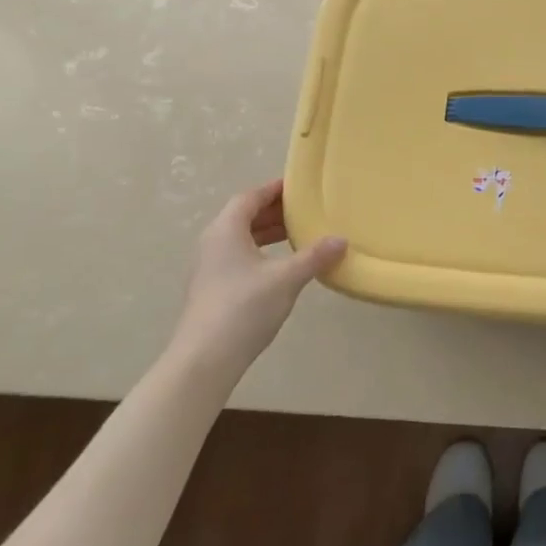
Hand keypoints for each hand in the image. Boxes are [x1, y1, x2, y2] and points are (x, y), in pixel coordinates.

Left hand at [169, 179, 346, 372]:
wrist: (204, 359)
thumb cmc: (244, 307)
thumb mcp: (286, 279)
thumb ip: (314, 256)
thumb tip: (341, 240)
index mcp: (226, 230)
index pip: (250, 197)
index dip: (274, 189)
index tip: (298, 186)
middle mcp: (212, 242)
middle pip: (243, 216)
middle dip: (273, 211)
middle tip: (304, 210)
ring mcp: (208, 267)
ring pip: (240, 238)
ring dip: (266, 233)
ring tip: (296, 235)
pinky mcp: (210, 289)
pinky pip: (237, 256)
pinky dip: (259, 252)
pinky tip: (279, 266)